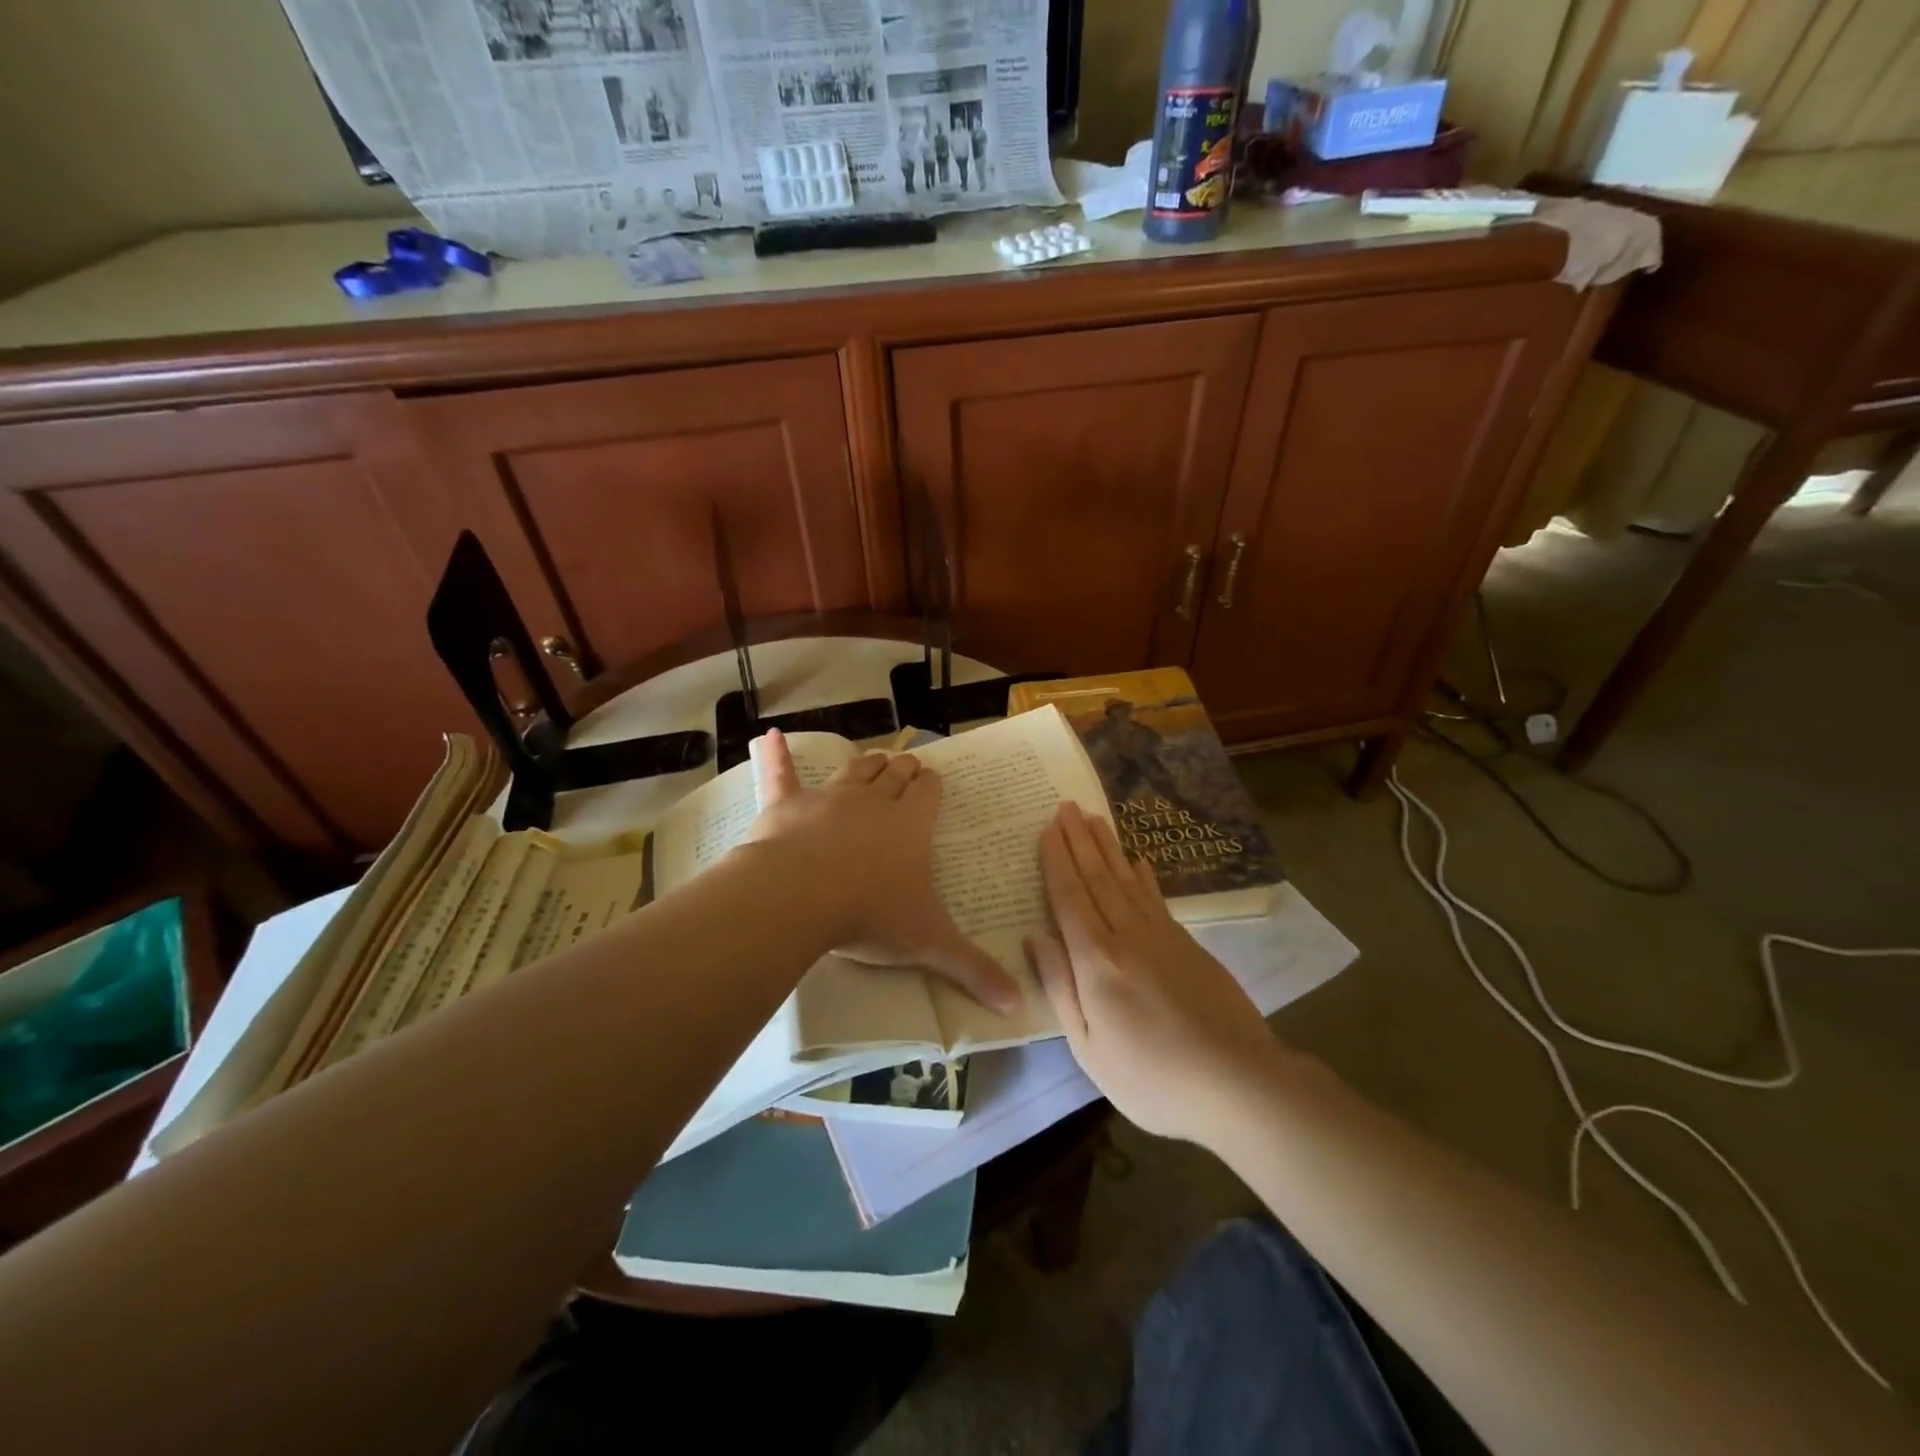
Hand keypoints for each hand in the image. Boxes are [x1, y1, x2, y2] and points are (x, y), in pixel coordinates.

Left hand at [745, 730, 1018, 1012]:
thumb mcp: (927, 944)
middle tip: (909, 766)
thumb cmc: (870, 914)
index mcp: (909, 826)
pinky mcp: (787, 805)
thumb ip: (972, 970)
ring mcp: (828, 798)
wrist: (800, 897)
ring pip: (853, 771)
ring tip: (875, 758)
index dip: (932, 785)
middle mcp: (873, 802)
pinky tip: (768, 737)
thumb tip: (1019, 1005)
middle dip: (904, 770)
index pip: (928, 794)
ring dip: (866, 764)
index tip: (934, 780)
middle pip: (894, 776)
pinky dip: (775, 755)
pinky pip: (781, 774)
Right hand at [1026, 801, 1282, 1141]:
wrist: (1237, 1082)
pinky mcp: (1189, 944)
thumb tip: (1034, 936)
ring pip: (1127, 880)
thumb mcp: (1088, 1046)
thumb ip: (1060, 986)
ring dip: (1108, 847)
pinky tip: (1139, 861)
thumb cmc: (1151, 1077)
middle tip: (1066, 806)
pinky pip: (1156, 898)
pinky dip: (1144, 876)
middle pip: (1097, 877)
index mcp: (1096, 960)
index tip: (1047, 828)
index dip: (1056, 860)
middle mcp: (1126, 935)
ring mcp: (1162, 936)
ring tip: (1094, 819)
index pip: (1069, 897)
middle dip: (1079, 840)